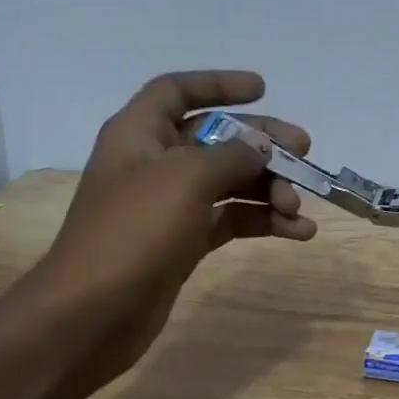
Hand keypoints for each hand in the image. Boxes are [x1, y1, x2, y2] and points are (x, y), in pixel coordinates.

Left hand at [25, 70, 314, 389]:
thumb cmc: (134, 232)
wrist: (93, 313)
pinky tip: (297, 233)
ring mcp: (170, 206)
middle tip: (305, 152)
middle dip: (262, 145)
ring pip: (230, 184)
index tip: (263, 89)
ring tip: (299, 208)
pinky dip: (263, 223)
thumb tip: (262, 145)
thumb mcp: (186, 179)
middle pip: (216, 139)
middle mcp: (155, 164)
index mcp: (140, 134)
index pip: (177, 91)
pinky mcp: (184, 243)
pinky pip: (231, 221)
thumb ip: (230, 155)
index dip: (218, 85)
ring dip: (268, 191)